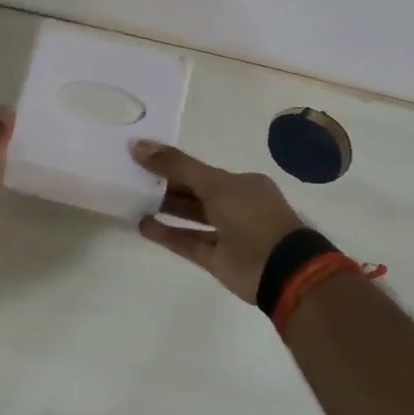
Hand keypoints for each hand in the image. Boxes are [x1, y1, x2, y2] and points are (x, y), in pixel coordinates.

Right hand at [133, 141, 306, 301]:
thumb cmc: (251, 217)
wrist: (280, 269)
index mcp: (242, 184)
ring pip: (191, 218)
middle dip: (166, 186)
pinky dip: (167, 235)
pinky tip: (143, 226)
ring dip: (165, 210)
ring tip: (134, 202)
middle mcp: (235, 206)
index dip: (173, 164)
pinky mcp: (217, 259)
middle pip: (194, 193)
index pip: (202, 171)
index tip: (144, 159)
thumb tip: (139, 145)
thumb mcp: (214, 184)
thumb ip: (177, 166)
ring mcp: (227, 234)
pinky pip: (188, 243)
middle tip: (132, 179)